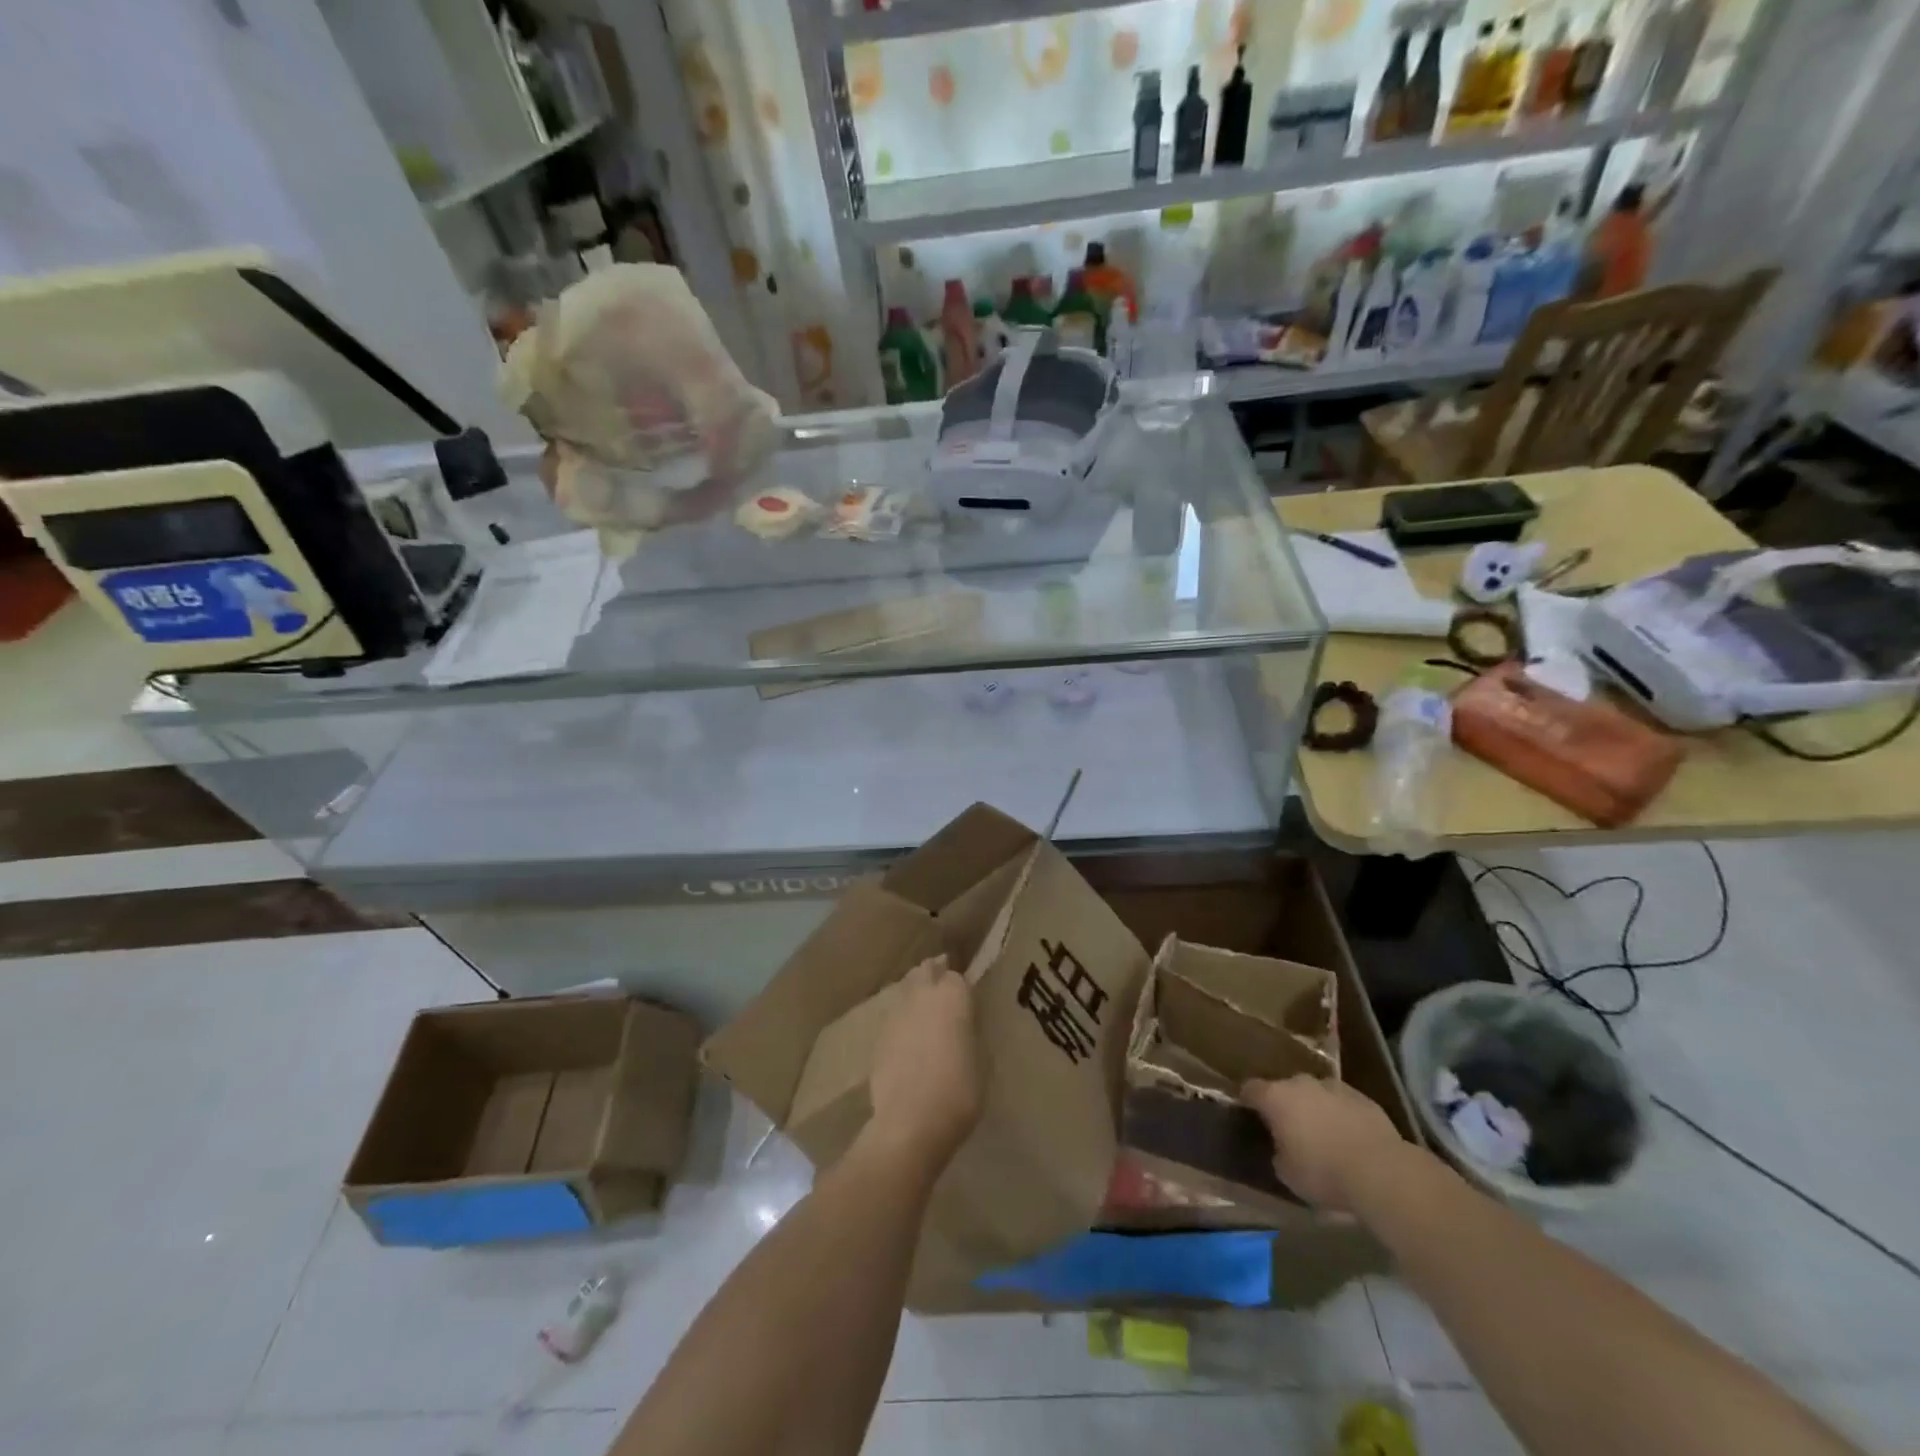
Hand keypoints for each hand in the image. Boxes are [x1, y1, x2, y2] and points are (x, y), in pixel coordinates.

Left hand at [868, 957, 980, 1165]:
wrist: (910, 1121)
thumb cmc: (959, 1091)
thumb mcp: (982, 1062)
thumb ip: (972, 1034)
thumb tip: (965, 1027)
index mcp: (952, 996)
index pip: (957, 976)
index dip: (961, 986)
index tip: (966, 996)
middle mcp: (922, 995)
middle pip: (926, 971)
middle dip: (934, 973)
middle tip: (943, 986)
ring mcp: (896, 1014)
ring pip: (906, 989)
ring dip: (916, 993)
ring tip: (925, 1010)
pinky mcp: (879, 1036)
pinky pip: (894, 1017)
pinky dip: (903, 1020)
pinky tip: (909, 1037)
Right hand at [1243, 1075, 1406, 1215]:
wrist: (1381, 1171)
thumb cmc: (1323, 1172)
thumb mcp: (1287, 1174)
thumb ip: (1277, 1153)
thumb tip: (1280, 1148)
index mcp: (1276, 1097)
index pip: (1250, 1089)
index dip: (1248, 1101)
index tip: (1250, 1115)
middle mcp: (1301, 1083)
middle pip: (1285, 1088)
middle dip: (1286, 1105)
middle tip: (1290, 1130)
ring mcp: (1334, 1087)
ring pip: (1316, 1093)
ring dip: (1315, 1108)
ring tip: (1323, 1135)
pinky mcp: (1364, 1098)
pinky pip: (1343, 1103)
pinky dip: (1341, 1115)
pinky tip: (1350, 1139)